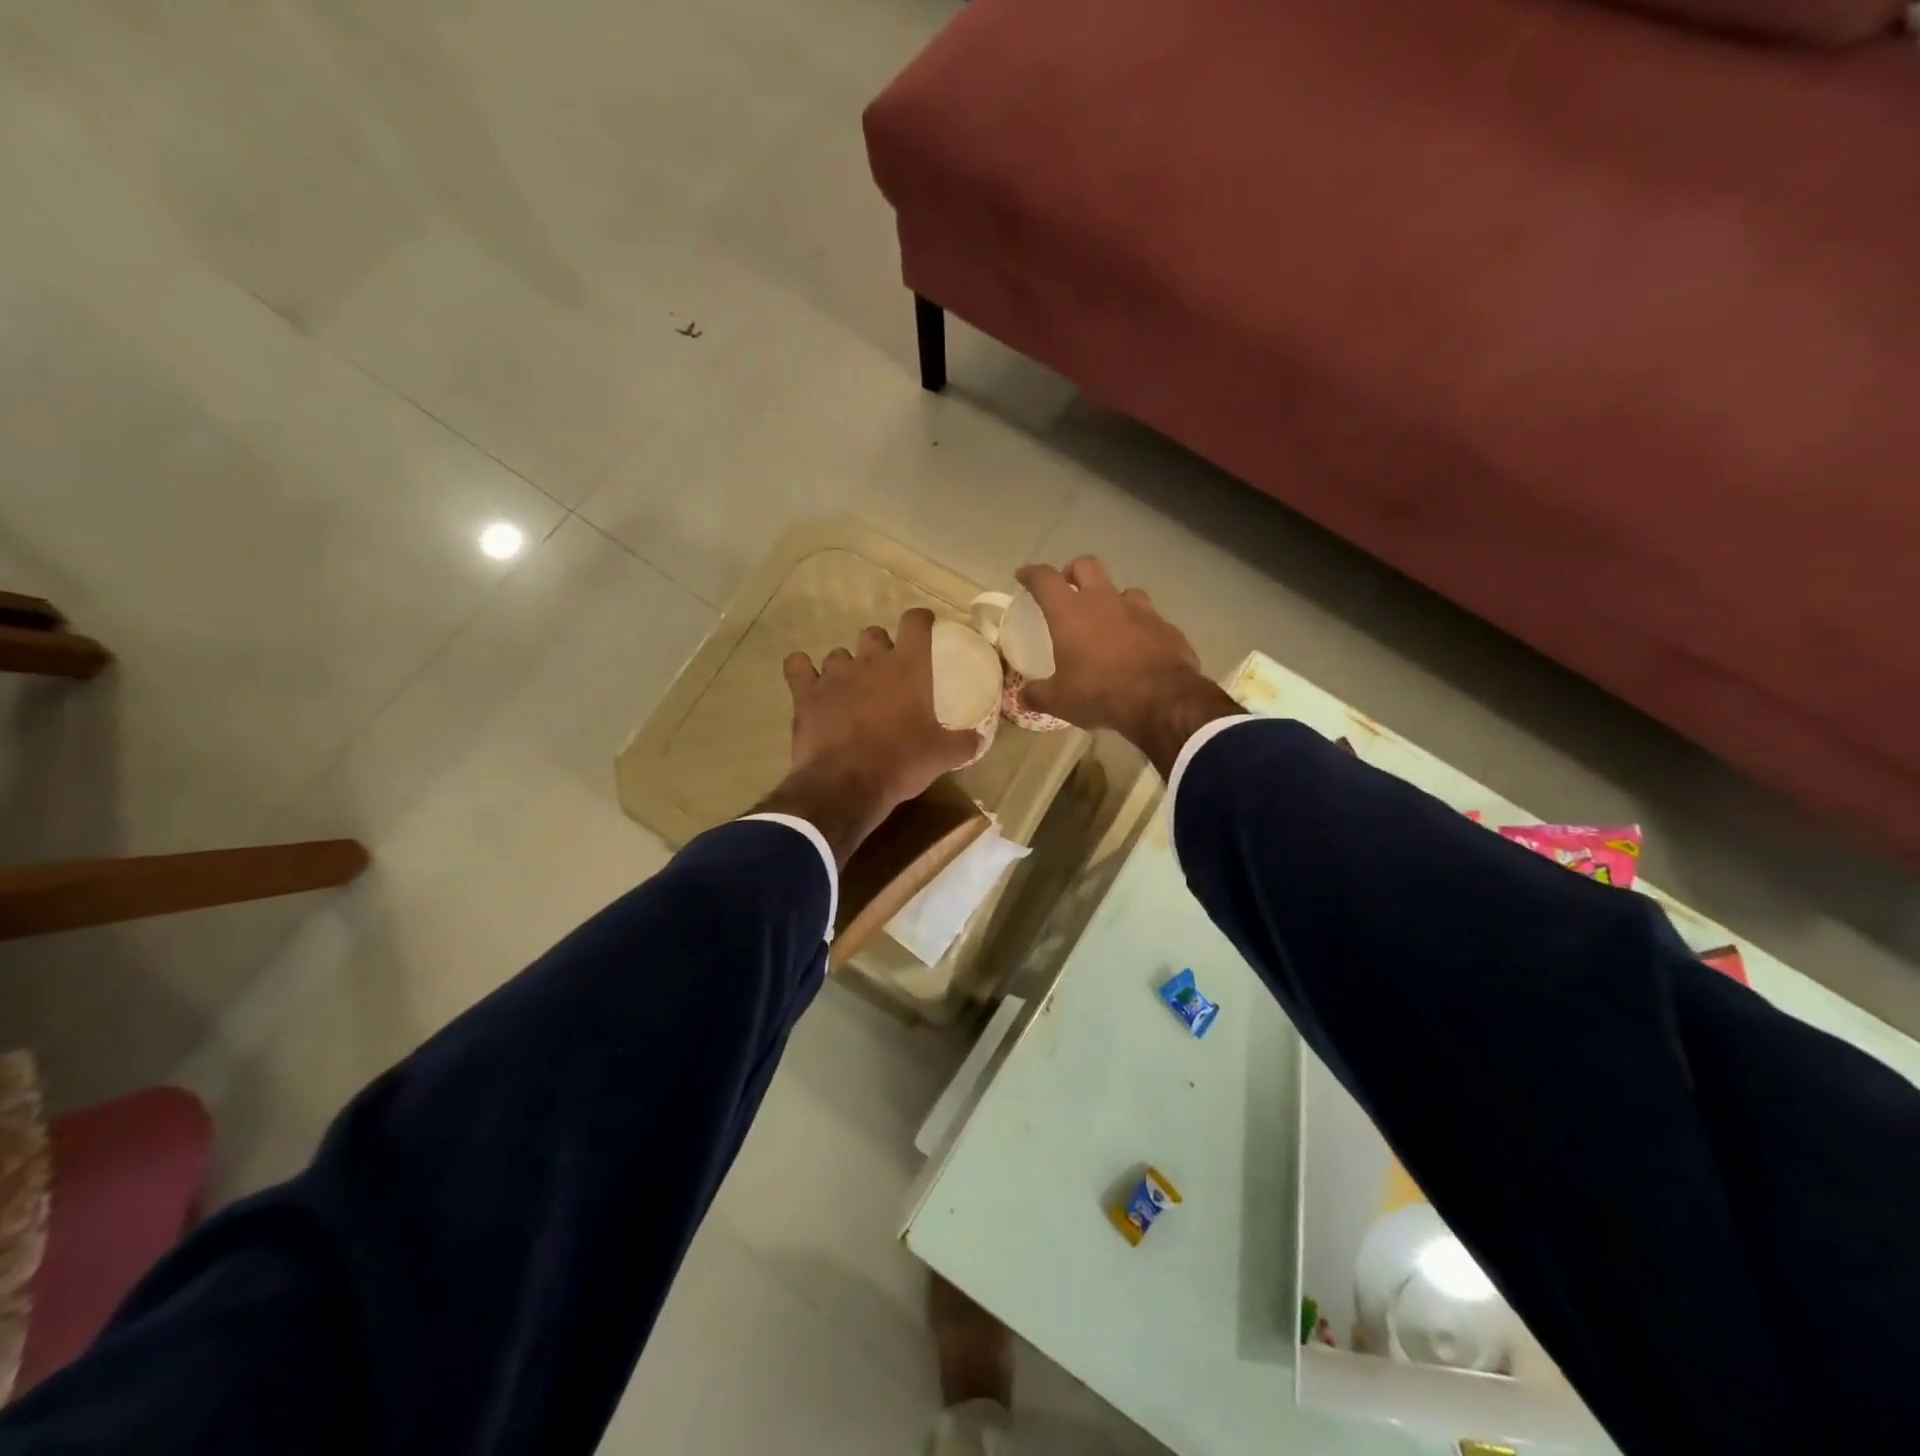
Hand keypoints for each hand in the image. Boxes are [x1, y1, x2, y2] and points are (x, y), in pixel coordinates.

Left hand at [767, 608, 979, 863]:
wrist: (848, 784)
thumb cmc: (901, 763)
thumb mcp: (943, 756)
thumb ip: (964, 743)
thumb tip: (979, 740)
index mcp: (908, 668)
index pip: (915, 623)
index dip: (920, 620)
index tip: (925, 626)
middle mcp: (870, 661)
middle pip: (873, 634)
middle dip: (879, 647)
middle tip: (885, 670)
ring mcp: (835, 675)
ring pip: (838, 654)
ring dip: (845, 665)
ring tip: (850, 686)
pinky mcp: (805, 693)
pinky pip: (797, 666)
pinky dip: (802, 670)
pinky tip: (807, 680)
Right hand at [1014, 557, 1240, 776]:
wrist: (1162, 700)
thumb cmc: (1100, 693)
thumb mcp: (1060, 701)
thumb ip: (1038, 694)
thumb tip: (1024, 696)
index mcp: (1070, 612)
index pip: (1045, 579)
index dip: (1031, 574)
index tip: (1024, 575)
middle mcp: (1104, 601)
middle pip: (1086, 566)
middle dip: (1073, 572)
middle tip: (1067, 590)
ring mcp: (1139, 610)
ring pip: (1122, 590)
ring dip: (1111, 599)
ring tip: (1107, 620)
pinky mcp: (1166, 626)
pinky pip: (1149, 618)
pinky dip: (1138, 626)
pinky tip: (1137, 646)